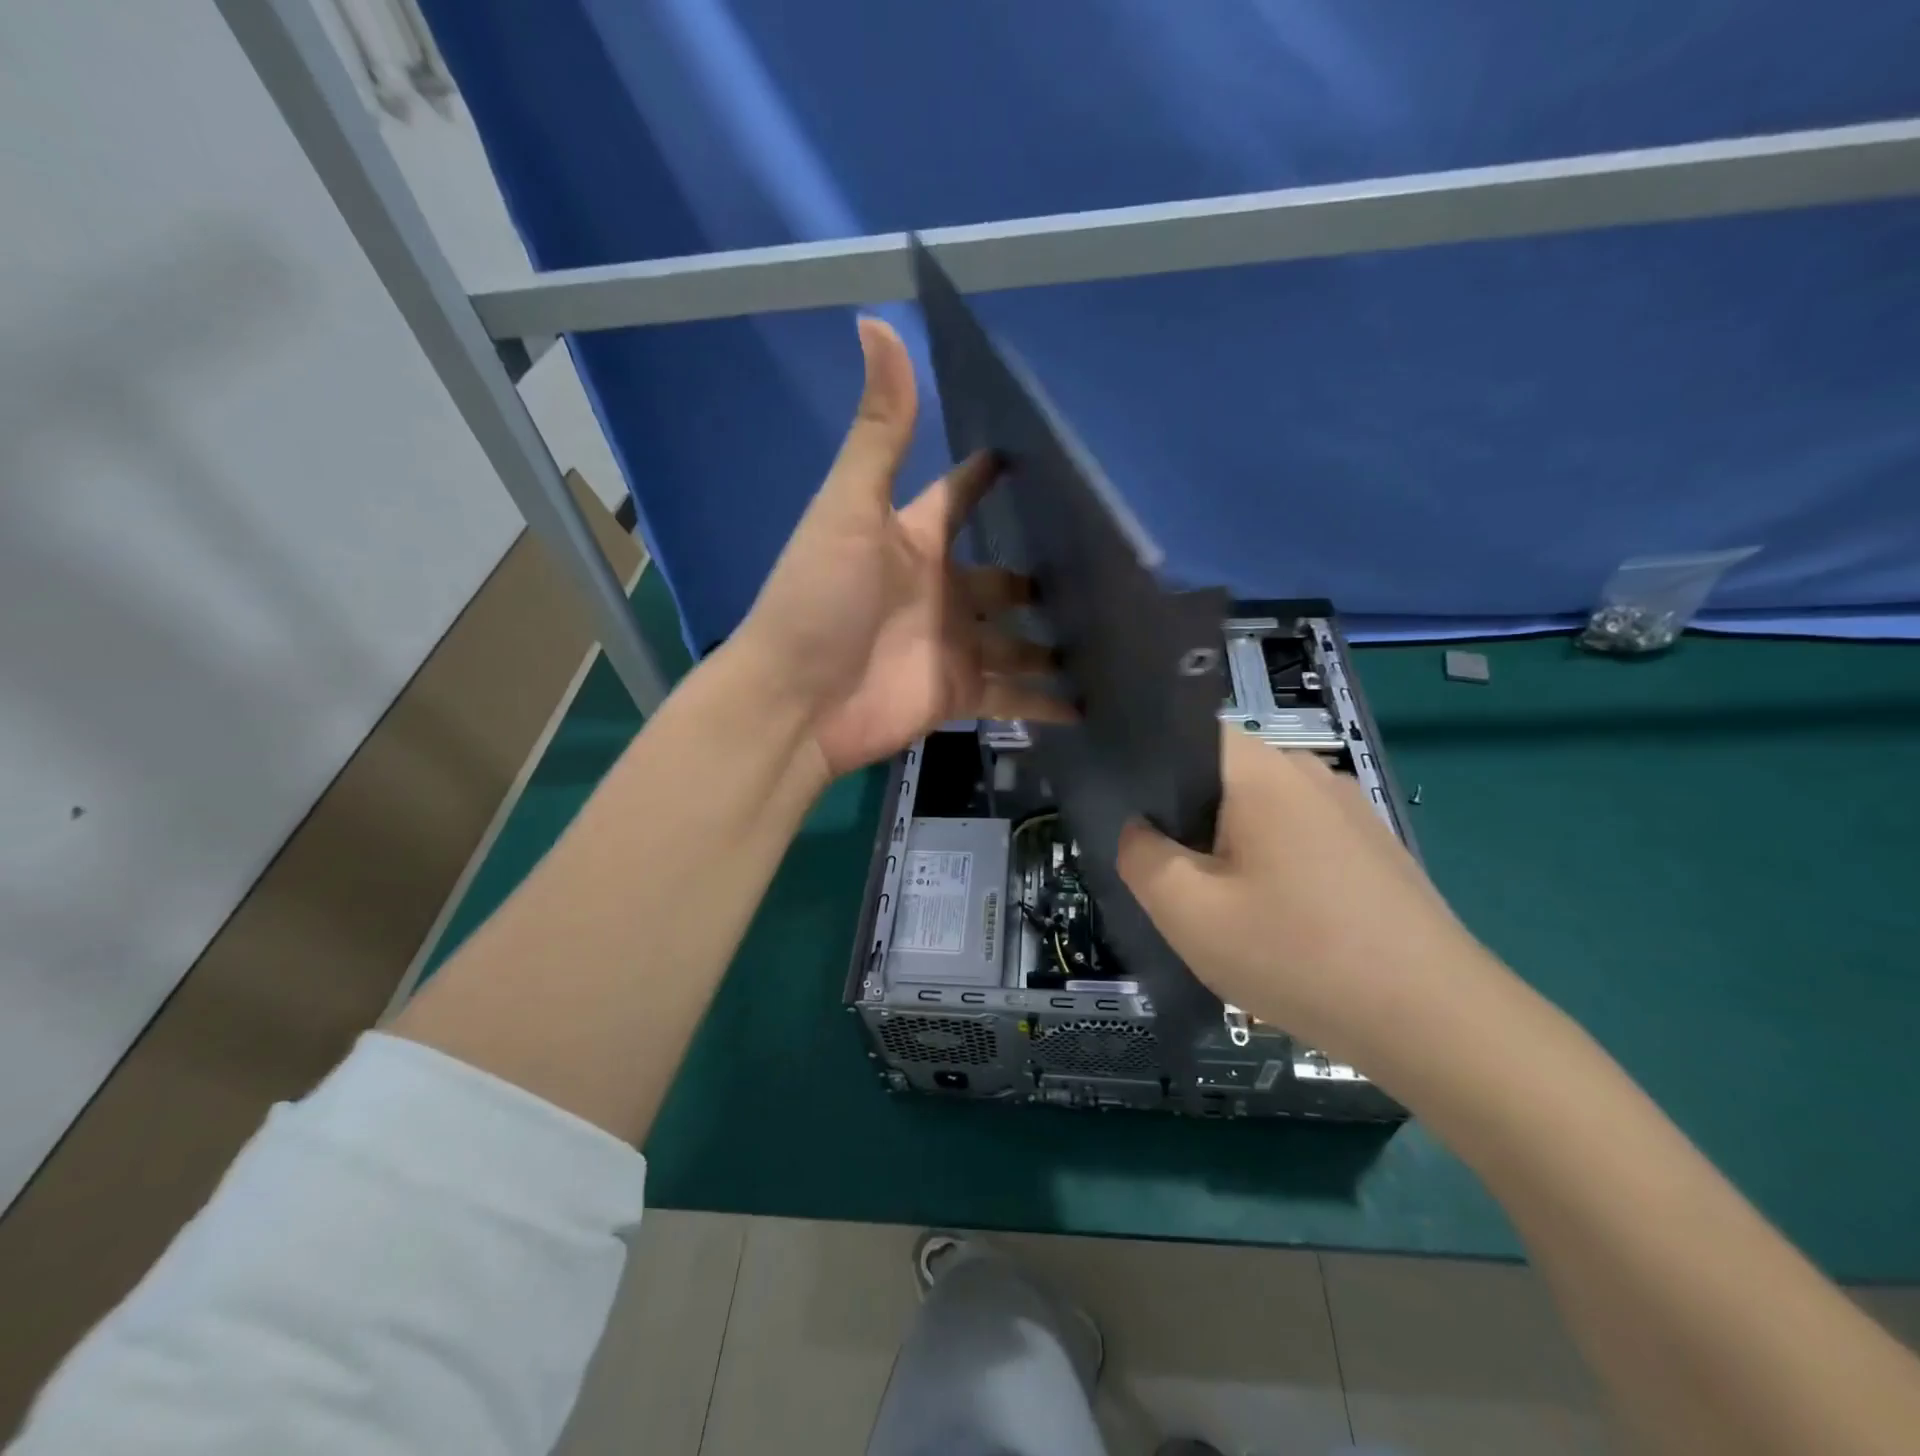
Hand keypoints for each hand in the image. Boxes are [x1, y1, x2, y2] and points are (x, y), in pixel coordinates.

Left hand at [740, 317, 1065, 777]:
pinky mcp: (958, 694)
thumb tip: (877, 322)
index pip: (961, 498)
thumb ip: (879, 430)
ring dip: (1056, 642)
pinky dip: (1046, 704)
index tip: (1044, 457)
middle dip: (1047, 573)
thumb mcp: (851, 509)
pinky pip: (1013, 698)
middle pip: (1004, 577)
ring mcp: (952, 646)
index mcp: (915, 541)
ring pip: (1018, 642)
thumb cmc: (820, 599)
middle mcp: (941, 591)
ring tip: (1117, 633)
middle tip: (1109, 566)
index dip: (992, 476)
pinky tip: (1091, 705)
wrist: (796, 702)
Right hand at [1117, 728, 1504, 1067]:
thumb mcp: (1188, 913)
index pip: (1183, 735)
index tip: (1132, 825)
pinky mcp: (1373, 846)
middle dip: (1186, 822)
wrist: (1437, 1023)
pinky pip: (1297, 838)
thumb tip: (1139, 830)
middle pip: (1220, 777)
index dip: (1147, 772)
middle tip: (1175, 882)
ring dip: (1229, 849)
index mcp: (1262, 770)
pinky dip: (1271, 866)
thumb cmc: (1299, 956)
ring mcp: (1349, 808)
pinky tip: (1281, 922)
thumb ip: (1140, 856)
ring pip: (1258, 811)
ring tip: (1226, 909)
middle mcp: (1308, 771)